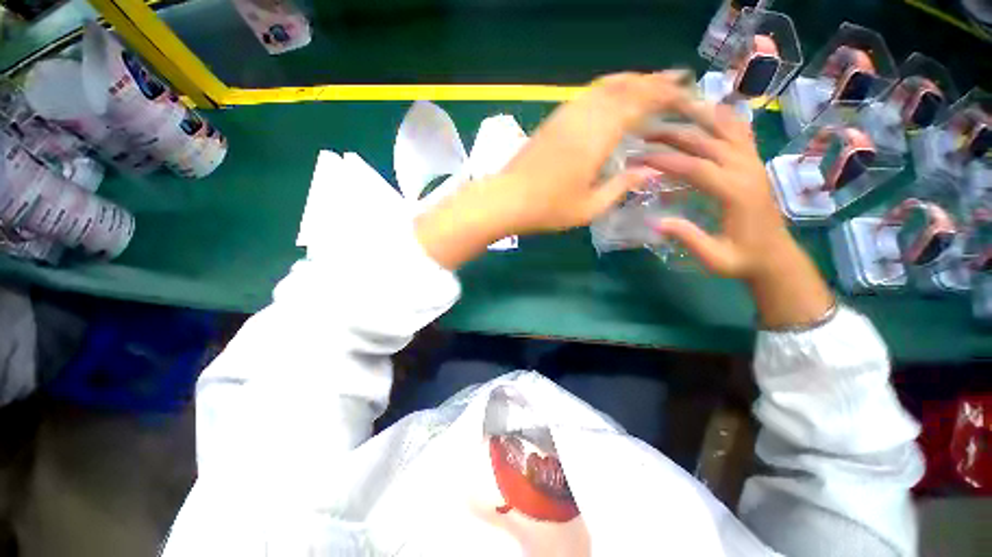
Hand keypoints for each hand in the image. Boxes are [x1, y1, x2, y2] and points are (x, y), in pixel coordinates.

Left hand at [417, 71, 690, 268]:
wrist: (506, 199)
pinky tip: (610, 98)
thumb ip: (621, 186)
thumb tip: (651, 171)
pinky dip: (605, 90)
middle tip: (674, 79)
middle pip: (622, 87)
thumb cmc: (548, 208)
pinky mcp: (552, 121)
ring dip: (629, 80)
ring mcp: (565, 116)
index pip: (638, 103)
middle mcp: (583, 118)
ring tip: (647, 84)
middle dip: (651, 80)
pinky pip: (585, 96)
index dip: (663, 92)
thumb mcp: (590, 207)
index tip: (684, 87)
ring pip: (603, 87)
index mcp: (597, 137)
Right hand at [639, 102, 834, 327]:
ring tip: (672, 108)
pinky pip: (740, 132)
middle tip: (645, 131)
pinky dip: (724, 117)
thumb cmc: (742, 259)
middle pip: (707, 140)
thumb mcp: (714, 258)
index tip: (638, 158)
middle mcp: (746, 170)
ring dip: (697, 116)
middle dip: (673, 133)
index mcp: (735, 192)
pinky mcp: (754, 163)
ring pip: (726, 128)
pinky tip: (708, 109)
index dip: (665, 160)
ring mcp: (753, 163)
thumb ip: (689, 238)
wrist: (776, 256)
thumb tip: (656, 222)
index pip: (695, 166)